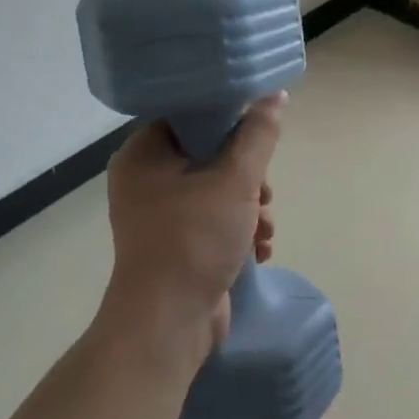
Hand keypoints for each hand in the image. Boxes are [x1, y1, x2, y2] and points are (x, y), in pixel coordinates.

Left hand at [99, 95, 282, 362]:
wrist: (168, 323)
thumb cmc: (195, 240)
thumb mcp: (234, 181)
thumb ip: (257, 136)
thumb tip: (274, 96)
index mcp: (144, 154)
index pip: (190, 117)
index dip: (229, 123)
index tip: (259, 140)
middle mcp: (144, 180)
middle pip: (208, 155)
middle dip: (247, 177)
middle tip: (263, 195)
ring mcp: (157, 215)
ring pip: (215, 190)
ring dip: (248, 207)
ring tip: (264, 230)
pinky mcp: (173, 243)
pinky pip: (210, 220)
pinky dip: (237, 230)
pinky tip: (258, 249)